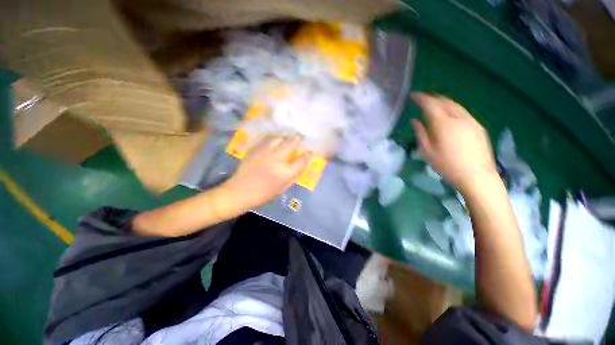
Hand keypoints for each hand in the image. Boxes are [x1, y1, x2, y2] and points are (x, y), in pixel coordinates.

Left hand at [218, 136, 311, 212]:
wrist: (240, 191)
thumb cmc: (264, 193)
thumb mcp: (283, 188)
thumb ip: (293, 175)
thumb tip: (300, 165)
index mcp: (285, 172)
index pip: (301, 160)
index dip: (308, 154)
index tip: (310, 151)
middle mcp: (277, 159)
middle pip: (291, 143)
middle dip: (298, 139)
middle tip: (300, 137)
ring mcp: (265, 152)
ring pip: (279, 138)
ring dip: (286, 137)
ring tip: (288, 138)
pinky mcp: (256, 149)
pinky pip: (268, 140)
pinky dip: (275, 139)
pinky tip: (276, 140)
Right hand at [412, 93, 497, 194]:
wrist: (476, 176)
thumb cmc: (447, 165)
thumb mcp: (427, 151)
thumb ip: (420, 133)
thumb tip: (415, 121)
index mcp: (443, 124)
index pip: (431, 104)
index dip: (421, 98)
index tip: (414, 95)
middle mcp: (459, 118)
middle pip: (445, 101)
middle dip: (433, 98)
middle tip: (423, 99)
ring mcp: (471, 121)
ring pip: (455, 105)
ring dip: (443, 102)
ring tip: (435, 105)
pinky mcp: (478, 127)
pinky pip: (463, 112)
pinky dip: (453, 108)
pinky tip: (449, 115)